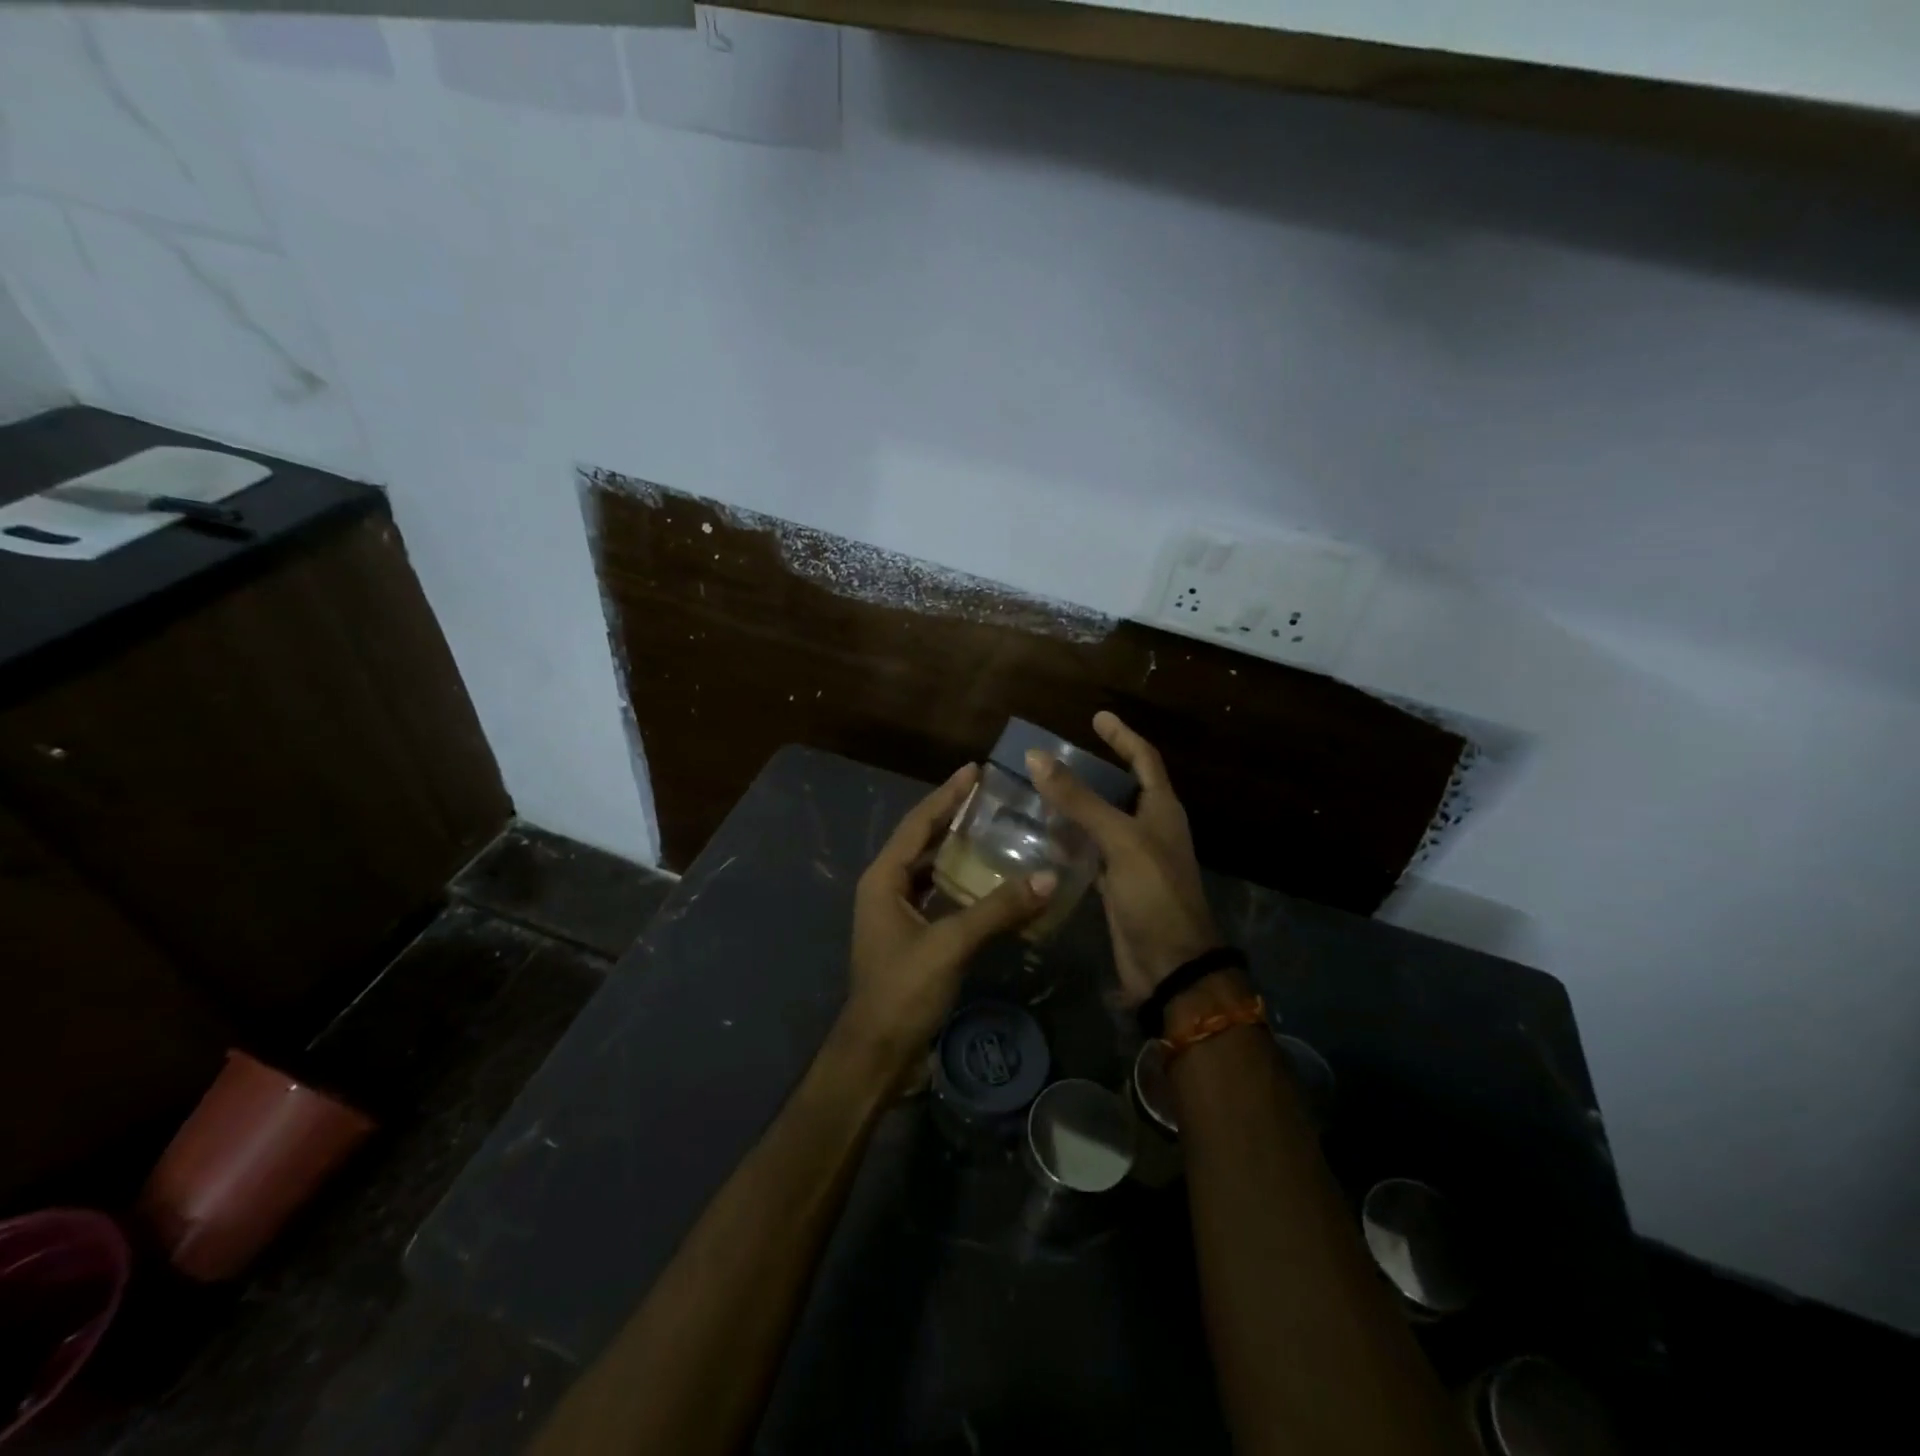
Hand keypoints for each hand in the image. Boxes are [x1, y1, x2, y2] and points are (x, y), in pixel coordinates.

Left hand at [846, 764, 1055, 1071]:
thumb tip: (1049, 877)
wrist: (877, 1053)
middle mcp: (886, 886)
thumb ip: (998, 909)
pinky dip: (962, 881)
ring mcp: (897, 911)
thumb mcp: (950, 944)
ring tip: (996, 828)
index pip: (918, 823)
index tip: (975, 770)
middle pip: (923, 840)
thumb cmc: (903, 991)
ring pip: (932, 867)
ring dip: (959, 848)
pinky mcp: (912, 934)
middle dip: (954, 815)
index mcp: (884, 878)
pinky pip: (939, 893)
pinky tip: (990, 879)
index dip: (947, 795)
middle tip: (992, 796)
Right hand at [1028, 712, 1220, 1004]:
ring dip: (1077, 805)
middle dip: (1094, 769)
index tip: (1097, 716)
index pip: (1144, 759)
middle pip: (1121, 787)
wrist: (1170, 964)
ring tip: (1039, 789)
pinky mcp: (1116, 885)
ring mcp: (1133, 858)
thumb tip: (1036, 756)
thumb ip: (1079, 800)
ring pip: (1102, 820)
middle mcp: (1149, 828)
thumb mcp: (1119, 840)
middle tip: (1055, 756)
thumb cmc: (1154, 893)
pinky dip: (1071, 840)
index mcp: (1161, 809)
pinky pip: (1091, 851)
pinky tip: (1043, 836)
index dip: (1123, 736)